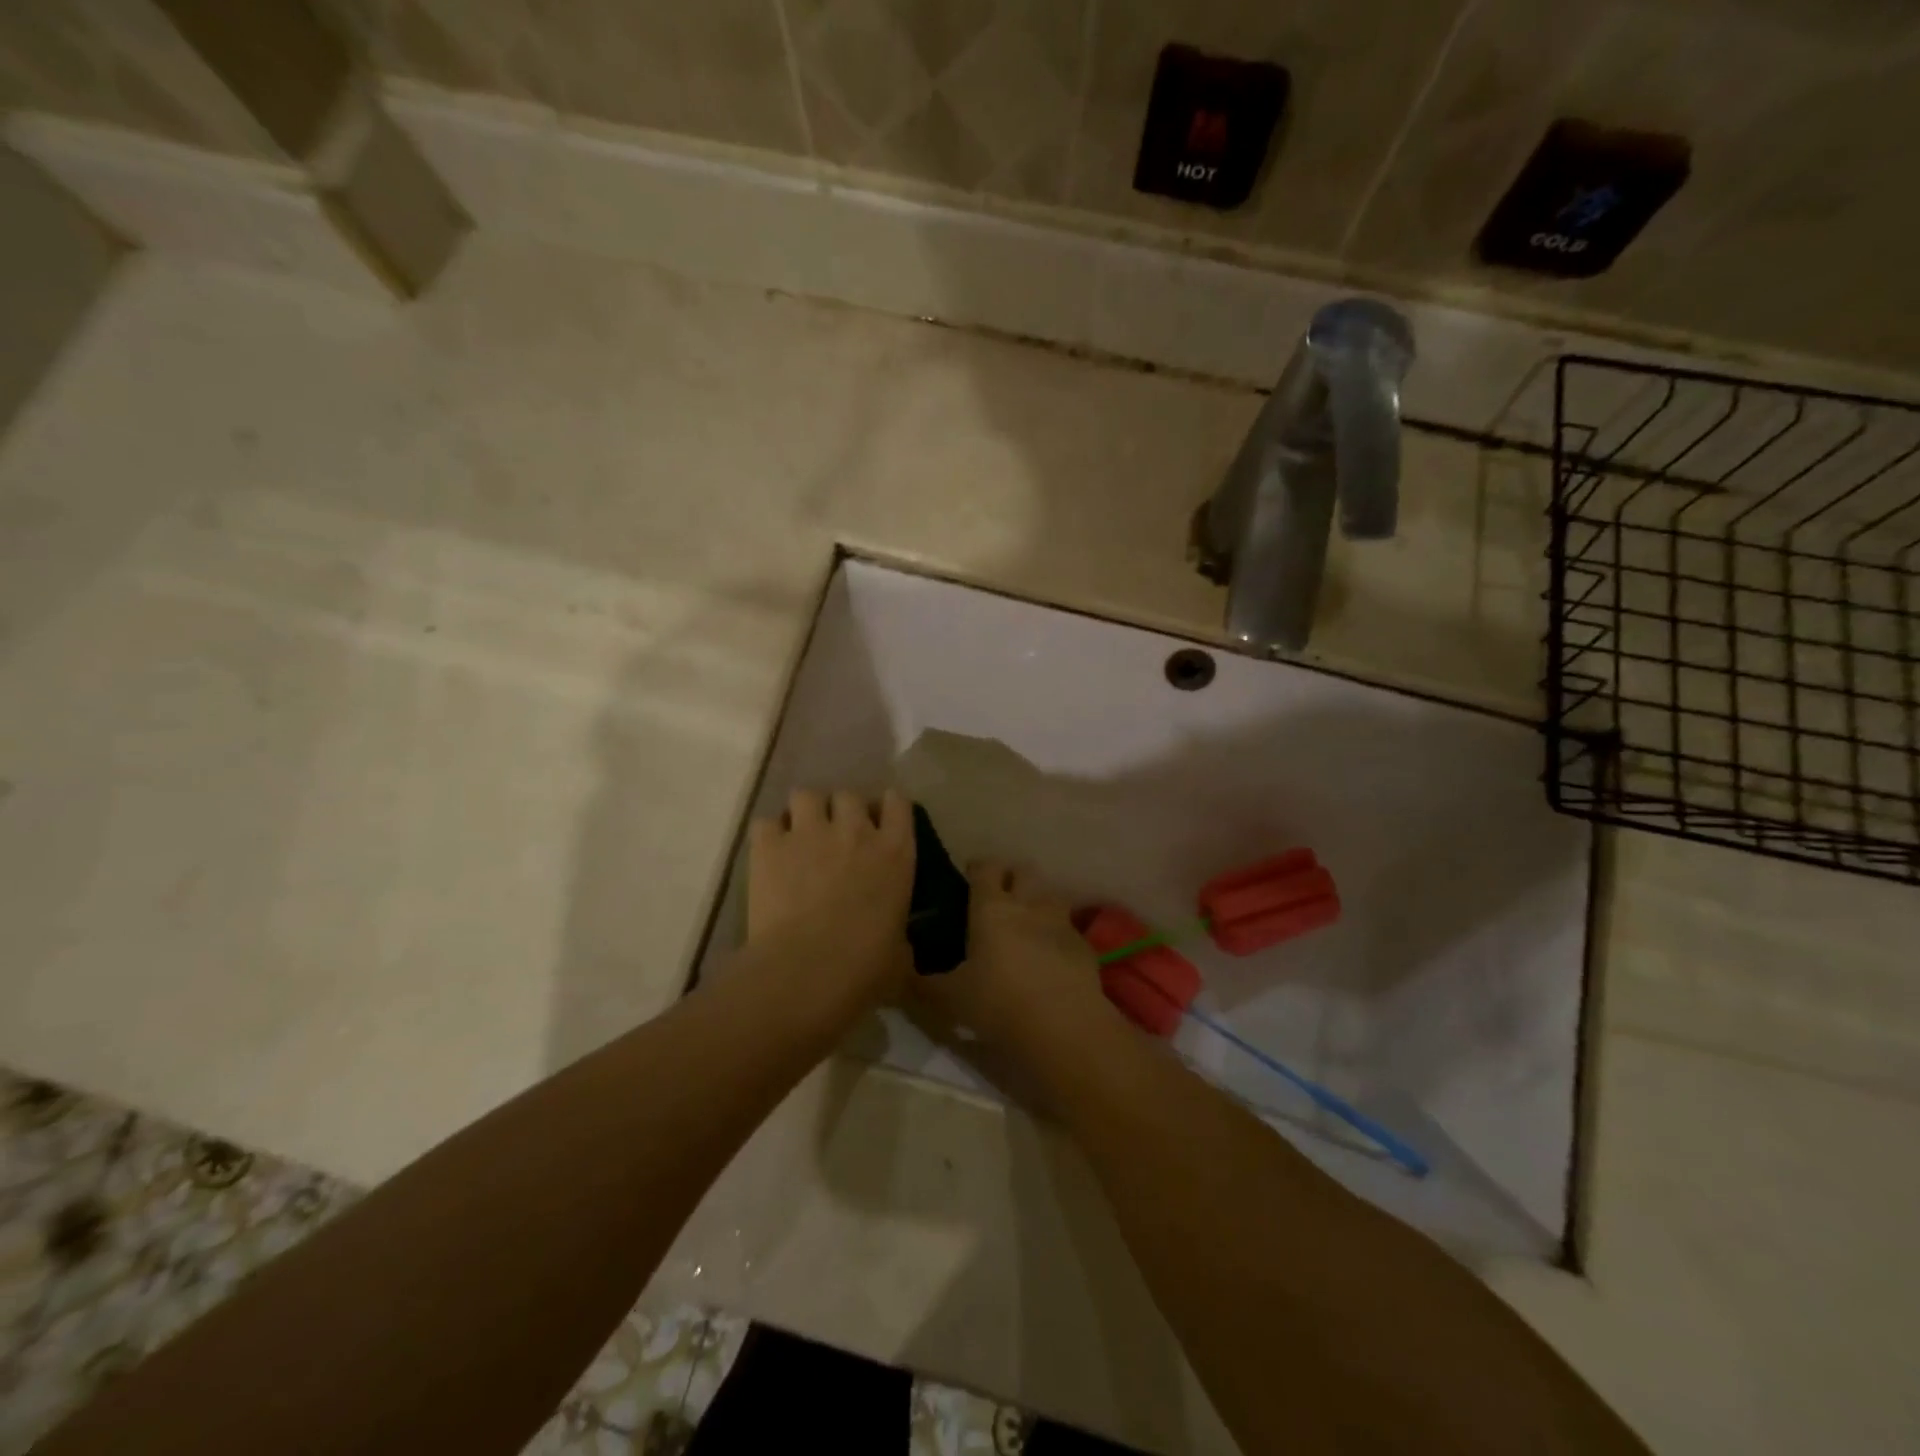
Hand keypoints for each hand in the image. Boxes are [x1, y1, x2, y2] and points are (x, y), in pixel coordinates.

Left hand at [745, 788, 915, 1014]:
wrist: (807, 971)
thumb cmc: (864, 968)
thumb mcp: (899, 953)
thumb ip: (898, 934)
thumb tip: (895, 943)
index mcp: (895, 852)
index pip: (898, 803)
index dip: (887, 808)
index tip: (880, 822)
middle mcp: (855, 830)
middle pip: (849, 795)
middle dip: (842, 811)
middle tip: (836, 836)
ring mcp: (810, 832)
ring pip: (806, 795)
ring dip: (805, 813)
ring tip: (800, 836)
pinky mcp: (770, 845)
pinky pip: (766, 823)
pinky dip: (768, 835)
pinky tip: (769, 854)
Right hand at [918, 861, 1111, 1054]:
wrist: (1063, 1026)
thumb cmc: (998, 1003)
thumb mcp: (950, 998)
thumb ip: (924, 983)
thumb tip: (901, 972)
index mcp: (992, 908)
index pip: (986, 868)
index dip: (978, 868)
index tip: (969, 876)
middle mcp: (1029, 904)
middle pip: (1024, 871)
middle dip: (1012, 877)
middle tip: (999, 897)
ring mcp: (1061, 922)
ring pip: (1050, 894)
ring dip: (1038, 901)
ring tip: (1027, 923)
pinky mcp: (1084, 945)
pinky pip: (1068, 928)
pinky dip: (1058, 934)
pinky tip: (1050, 956)